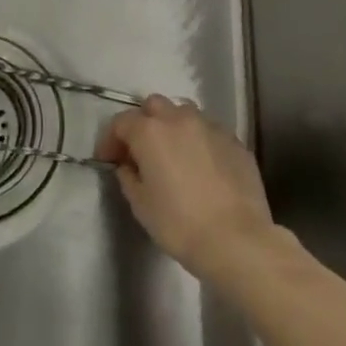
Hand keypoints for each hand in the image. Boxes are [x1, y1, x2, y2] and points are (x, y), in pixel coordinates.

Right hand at [95, 94, 275, 282]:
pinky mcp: (235, 141)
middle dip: (143, 123)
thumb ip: (129, 177)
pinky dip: (199, 140)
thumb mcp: (141, 205)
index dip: (110, 139)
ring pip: (184, 113)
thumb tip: (128, 166)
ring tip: (174, 153)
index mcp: (150, 132)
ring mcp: (210, 127)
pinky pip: (209, 131)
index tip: (108, 159)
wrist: (237, 240)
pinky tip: (202, 166)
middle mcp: (179, 119)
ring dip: (173, 126)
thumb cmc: (180, 224)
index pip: (121, 122)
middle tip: (141, 151)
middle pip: (154, 105)